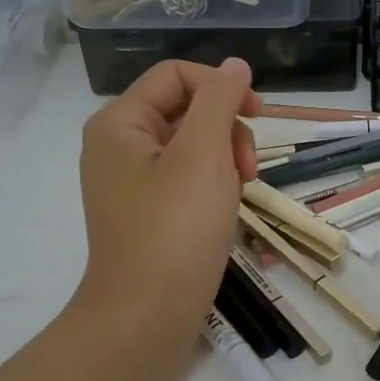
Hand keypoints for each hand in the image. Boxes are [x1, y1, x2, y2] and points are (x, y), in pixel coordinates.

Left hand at [73, 59, 258, 347]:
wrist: (147, 316)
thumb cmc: (175, 229)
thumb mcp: (203, 155)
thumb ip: (220, 100)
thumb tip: (234, 64)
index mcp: (120, 123)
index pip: (177, 75)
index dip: (221, 85)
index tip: (259, 114)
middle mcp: (120, 145)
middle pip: (186, 108)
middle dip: (226, 128)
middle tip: (247, 169)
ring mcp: (134, 180)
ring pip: (194, 144)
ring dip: (226, 157)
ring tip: (240, 192)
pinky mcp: (150, 210)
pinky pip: (189, 176)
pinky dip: (215, 183)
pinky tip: (227, 208)